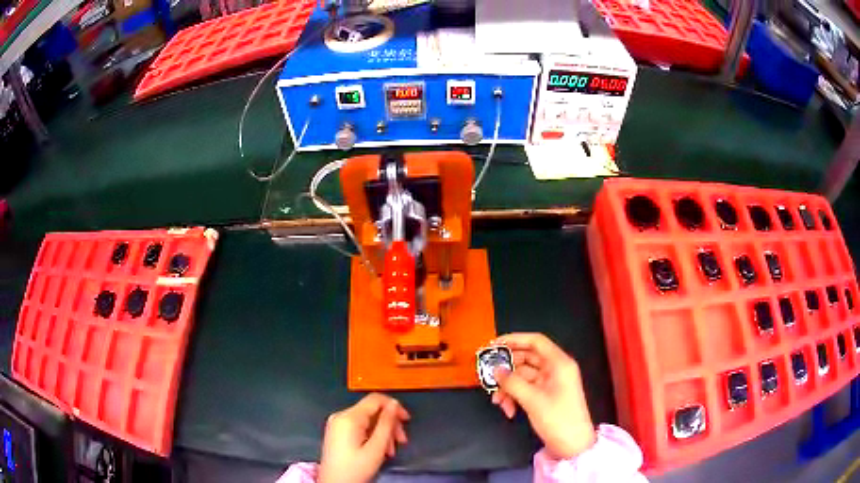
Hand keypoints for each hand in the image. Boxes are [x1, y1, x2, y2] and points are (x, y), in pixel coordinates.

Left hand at [319, 393, 410, 482]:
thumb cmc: (355, 468)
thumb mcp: (376, 448)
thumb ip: (386, 424)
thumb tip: (394, 405)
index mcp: (349, 417)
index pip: (375, 399)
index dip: (394, 406)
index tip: (406, 420)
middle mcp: (340, 416)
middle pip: (372, 411)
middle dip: (389, 424)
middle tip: (401, 441)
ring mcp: (337, 424)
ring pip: (367, 420)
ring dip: (382, 432)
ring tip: (390, 450)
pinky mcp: (337, 432)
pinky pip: (359, 427)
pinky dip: (372, 435)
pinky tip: (379, 449)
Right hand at [490, 333, 595, 459]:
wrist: (572, 445)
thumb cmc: (558, 418)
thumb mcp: (533, 400)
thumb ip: (512, 382)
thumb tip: (495, 369)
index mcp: (559, 363)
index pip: (536, 341)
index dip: (515, 339)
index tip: (493, 345)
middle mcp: (555, 369)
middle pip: (526, 359)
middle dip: (507, 369)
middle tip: (487, 376)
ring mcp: (550, 383)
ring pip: (522, 376)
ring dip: (508, 388)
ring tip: (497, 401)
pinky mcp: (545, 396)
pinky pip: (525, 389)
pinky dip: (514, 397)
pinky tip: (507, 410)